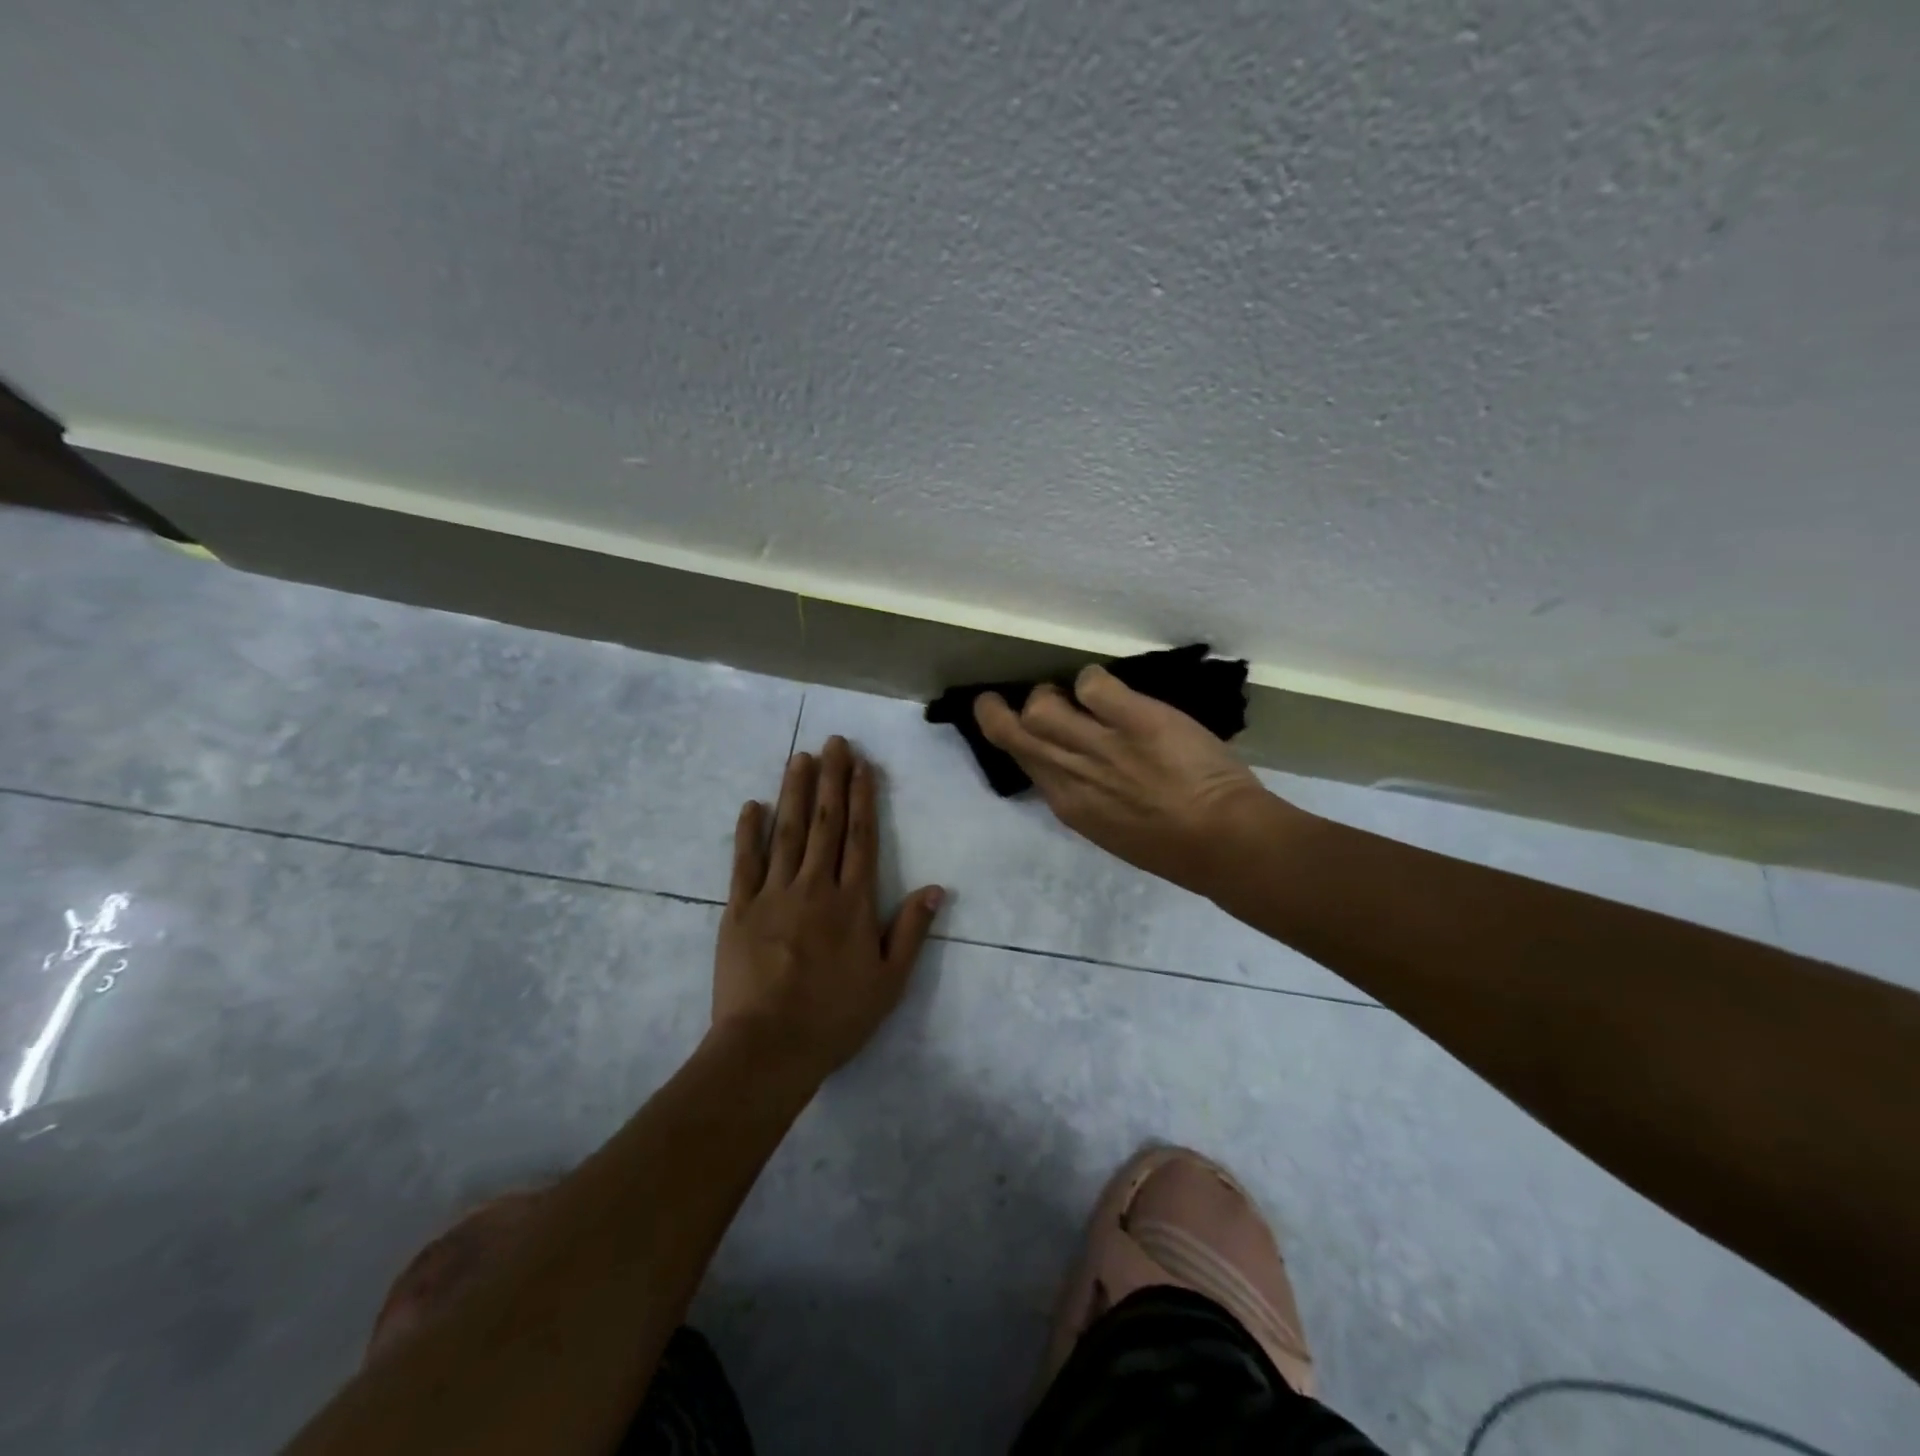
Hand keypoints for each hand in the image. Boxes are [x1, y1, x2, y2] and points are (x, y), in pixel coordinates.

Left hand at [714, 737, 944, 1078]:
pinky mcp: (739, 909)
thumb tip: (936, 888)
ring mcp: (773, 894)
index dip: (862, 798)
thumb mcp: (889, 982)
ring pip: (787, 832)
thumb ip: (911, 931)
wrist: (768, 1047)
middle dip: (831, 779)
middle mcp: (815, 887)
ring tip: (800, 757)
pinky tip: (752, 805)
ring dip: (794, 792)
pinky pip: (745, 863)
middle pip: (825, 824)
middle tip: (834, 742)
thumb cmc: (835, 1017)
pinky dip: (748, 832)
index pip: (860, 838)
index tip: (862, 765)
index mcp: (852, 903)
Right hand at [974, 665, 1290, 896]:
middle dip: (997, 711)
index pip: (1021, 762)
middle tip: (1010, 697)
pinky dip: (1093, 680)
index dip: (1012, 740)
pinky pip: (1092, 684)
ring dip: (1050, 694)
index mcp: (1068, 805)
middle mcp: (1071, 772)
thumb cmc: (1175, 848)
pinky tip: (1110, 689)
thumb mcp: (1113, 828)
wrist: (1223, 843)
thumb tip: (1076, 768)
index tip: (1015, 728)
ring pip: (1041, 706)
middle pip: (1012, 731)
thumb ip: (1088, 796)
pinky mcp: (1133, 719)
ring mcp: (1099, 744)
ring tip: (1073, 694)